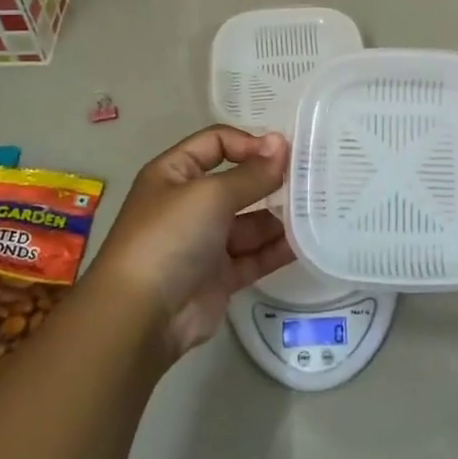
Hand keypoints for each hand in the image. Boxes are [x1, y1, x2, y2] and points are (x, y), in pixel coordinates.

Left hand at [90, 126, 293, 359]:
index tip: (283, 153)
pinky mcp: (220, 276)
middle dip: (269, 179)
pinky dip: (277, 249)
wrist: (141, 315)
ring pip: (250, 221)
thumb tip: (281, 144)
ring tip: (316, 210)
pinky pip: (254, 256)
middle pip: (237, 182)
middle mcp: (189, 204)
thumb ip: (251, 173)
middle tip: (311, 178)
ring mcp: (205, 242)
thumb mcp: (210, 194)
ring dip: (278, 216)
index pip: (216, 143)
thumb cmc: (170, 237)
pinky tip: (306, 242)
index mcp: (174, 174)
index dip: (248, 143)